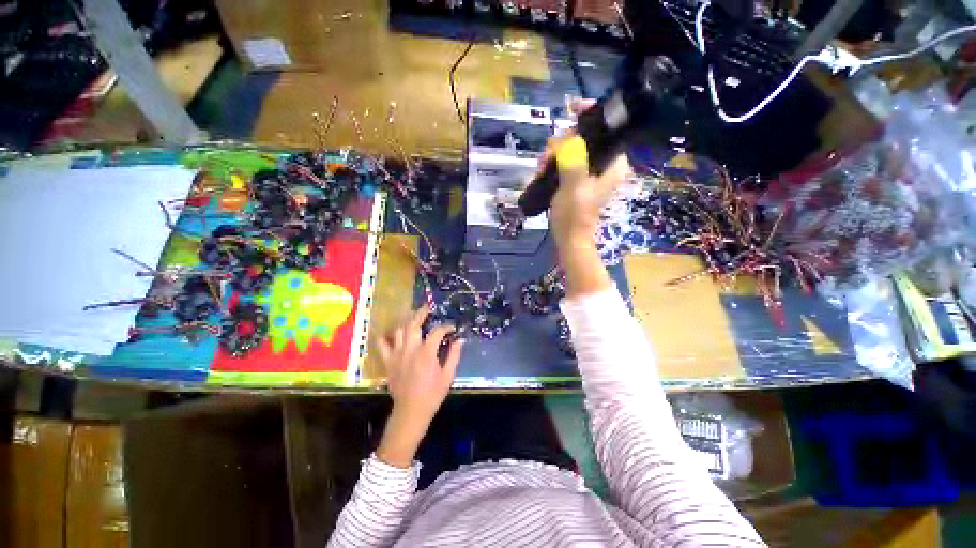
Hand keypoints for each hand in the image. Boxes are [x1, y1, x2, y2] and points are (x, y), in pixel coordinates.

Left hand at [375, 307, 462, 467]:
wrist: (411, 411)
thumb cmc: (432, 394)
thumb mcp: (448, 376)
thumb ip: (454, 355)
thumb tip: (460, 340)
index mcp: (427, 353)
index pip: (437, 332)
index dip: (446, 327)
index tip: (452, 327)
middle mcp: (410, 349)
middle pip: (414, 324)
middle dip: (421, 313)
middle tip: (427, 308)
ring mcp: (397, 354)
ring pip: (399, 330)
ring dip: (406, 322)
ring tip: (412, 317)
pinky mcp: (388, 361)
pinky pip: (382, 344)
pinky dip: (386, 336)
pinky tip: (392, 334)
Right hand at [539, 99, 631, 248]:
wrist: (569, 238)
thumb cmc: (574, 216)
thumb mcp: (573, 187)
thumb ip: (574, 161)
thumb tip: (569, 140)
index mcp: (613, 162)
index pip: (607, 127)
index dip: (590, 115)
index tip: (571, 109)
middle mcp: (606, 163)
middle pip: (585, 136)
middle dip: (562, 142)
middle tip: (546, 158)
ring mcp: (592, 171)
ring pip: (573, 148)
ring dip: (554, 154)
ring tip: (541, 168)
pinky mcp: (580, 178)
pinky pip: (567, 160)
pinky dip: (555, 163)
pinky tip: (543, 171)